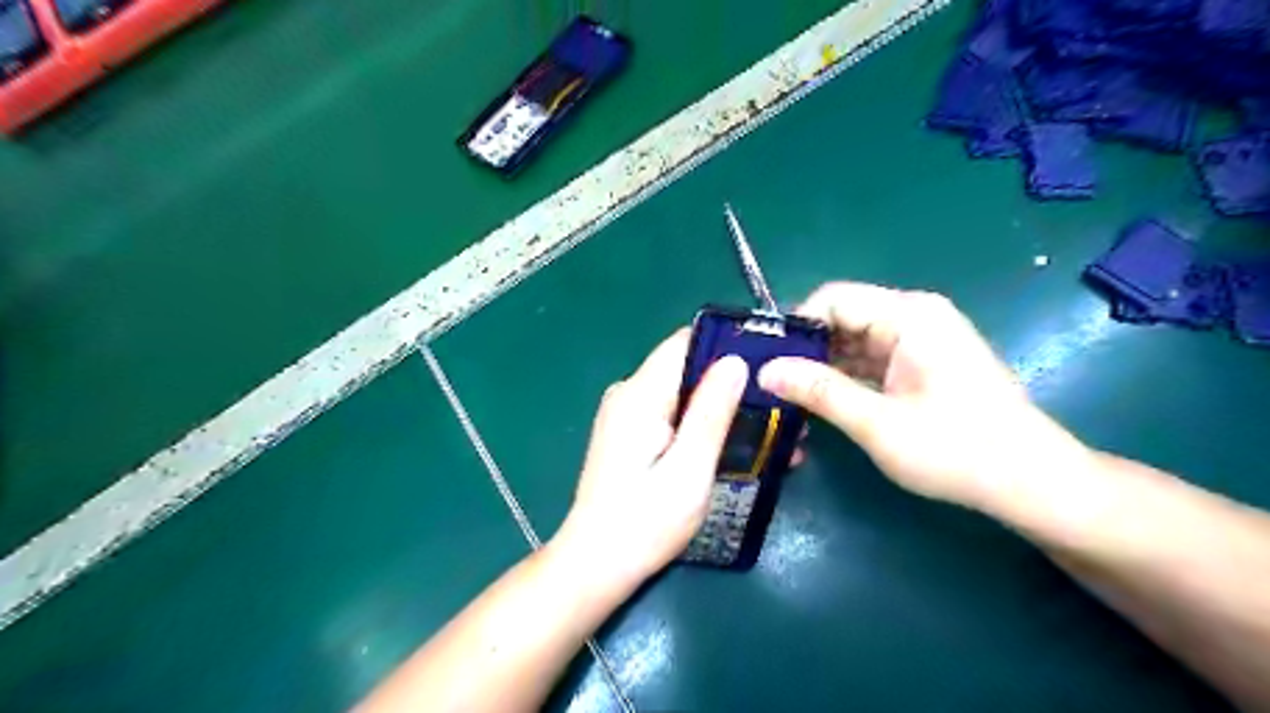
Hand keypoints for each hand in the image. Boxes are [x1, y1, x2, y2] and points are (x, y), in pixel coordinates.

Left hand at [553, 329, 746, 584]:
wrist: (596, 563)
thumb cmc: (646, 522)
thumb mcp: (689, 469)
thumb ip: (711, 412)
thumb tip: (735, 360)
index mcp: (640, 394)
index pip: (685, 342)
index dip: (727, 346)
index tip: (767, 365)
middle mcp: (628, 393)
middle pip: (686, 367)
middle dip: (731, 382)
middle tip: (777, 407)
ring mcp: (625, 413)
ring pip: (682, 392)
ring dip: (721, 407)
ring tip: (767, 433)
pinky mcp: (628, 433)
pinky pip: (671, 413)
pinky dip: (701, 423)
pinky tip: (731, 446)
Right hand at [752, 285, 1092, 510]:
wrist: (1030, 481)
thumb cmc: (958, 450)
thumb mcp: (878, 423)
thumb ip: (819, 391)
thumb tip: (765, 370)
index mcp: (908, 315)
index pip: (832, 299)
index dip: (795, 327)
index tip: (767, 363)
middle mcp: (913, 317)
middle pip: (840, 319)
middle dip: (805, 352)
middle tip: (772, 389)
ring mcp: (918, 340)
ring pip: (850, 342)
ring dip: (821, 370)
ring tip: (789, 402)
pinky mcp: (919, 363)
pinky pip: (868, 360)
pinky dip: (844, 381)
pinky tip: (821, 406)